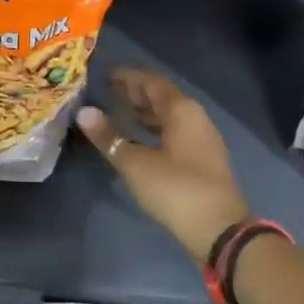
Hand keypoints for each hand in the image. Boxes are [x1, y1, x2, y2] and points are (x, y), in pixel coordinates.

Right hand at [76, 67, 248, 264]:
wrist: (219, 230)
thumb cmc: (175, 190)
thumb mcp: (135, 164)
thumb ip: (109, 136)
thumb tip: (84, 112)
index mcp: (181, 109)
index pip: (150, 81)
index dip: (126, 76)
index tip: (103, 74)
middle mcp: (194, 116)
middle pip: (161, 96)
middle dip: (134, 92)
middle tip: (106, 91)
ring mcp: (201, 138)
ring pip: (168, 115)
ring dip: (143, 111)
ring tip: (117, 111)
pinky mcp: (202, 158)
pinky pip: (173, 131)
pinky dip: (153, 128)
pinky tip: (138, 138)